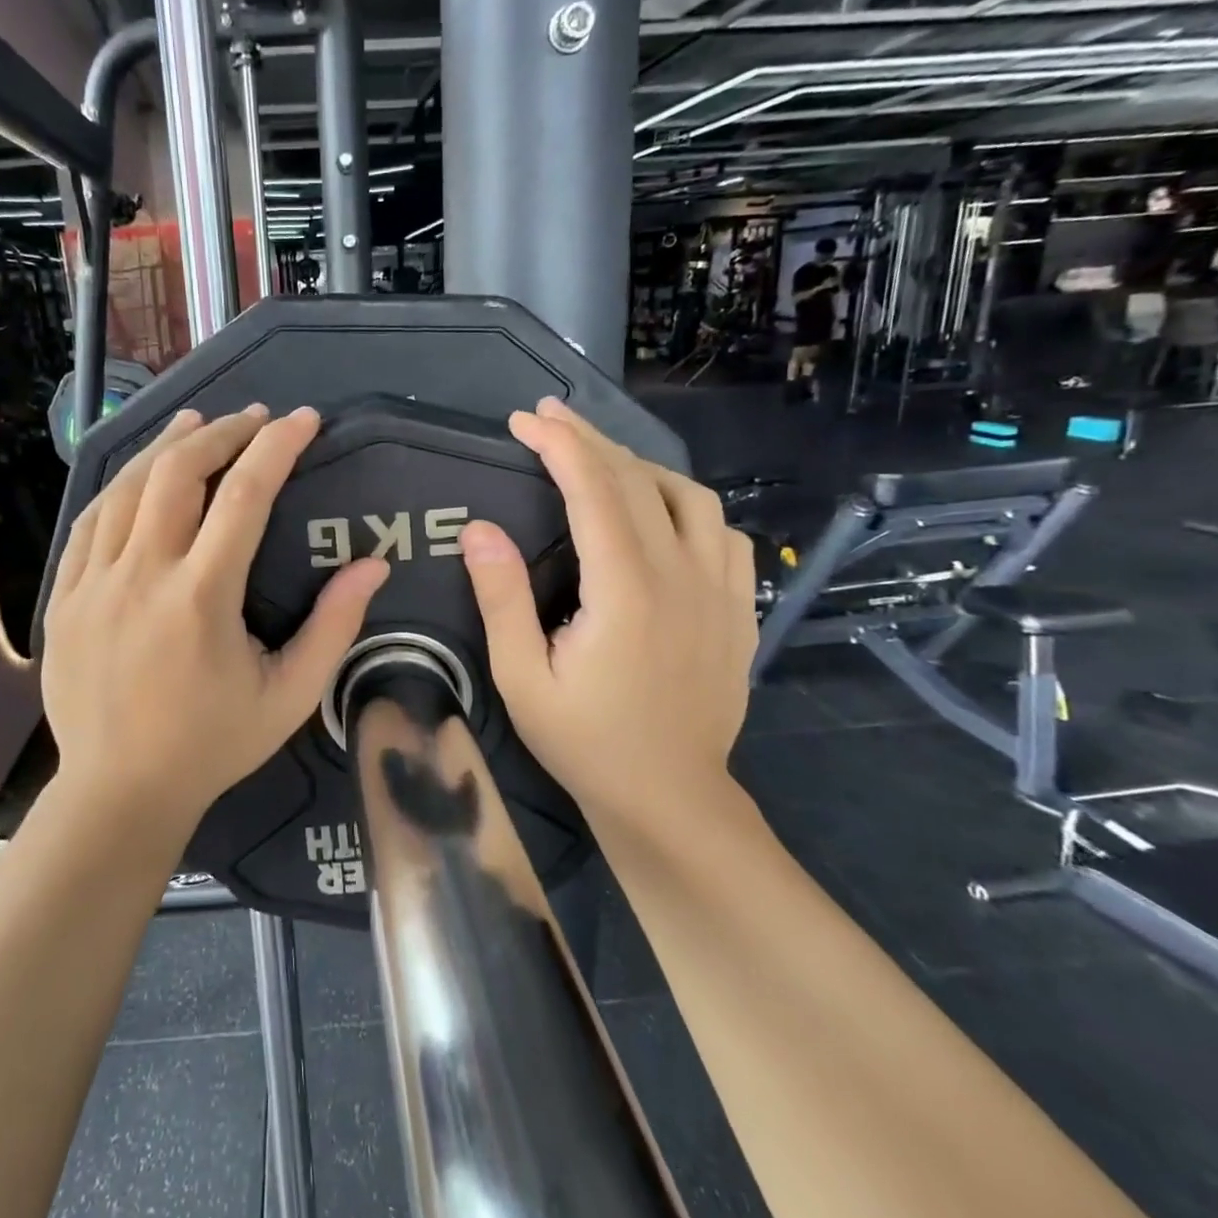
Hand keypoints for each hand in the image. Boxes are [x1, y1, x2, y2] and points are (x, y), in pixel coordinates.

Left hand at [41, 405, 389, 831]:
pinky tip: (141, 476)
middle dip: (220, 433)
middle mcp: (142, 574)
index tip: (304, 419)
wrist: (118, 791)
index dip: (277, 447)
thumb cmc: (212, 745)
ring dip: (167, 446)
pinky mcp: (64, 596)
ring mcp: (93, 583)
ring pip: (127, 487)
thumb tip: (373, 564)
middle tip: (253, 419)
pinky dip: (122, 487)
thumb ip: (333, 627)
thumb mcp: (289, 696)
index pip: (245, 495)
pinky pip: (90, 522)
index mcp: (201, 597)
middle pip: (178, 472)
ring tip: (197, 424)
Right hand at [458, 398, 757, 831]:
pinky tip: (661, 515)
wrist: (670, 798)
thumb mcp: (521, 679)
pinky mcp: (739, 609)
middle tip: (548, 418)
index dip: (560, 445)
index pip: (595, 490)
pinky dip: (688, 505)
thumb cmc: (585, 742)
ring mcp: (721, 591)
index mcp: (626, 591)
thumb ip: (502, 599)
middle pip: (641, 481)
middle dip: (590, 439)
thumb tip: (478, 528)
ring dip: (640, 466)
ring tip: (598, 461)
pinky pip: (724, 533)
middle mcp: (682, 576)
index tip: (525, 420)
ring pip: (692, 497)